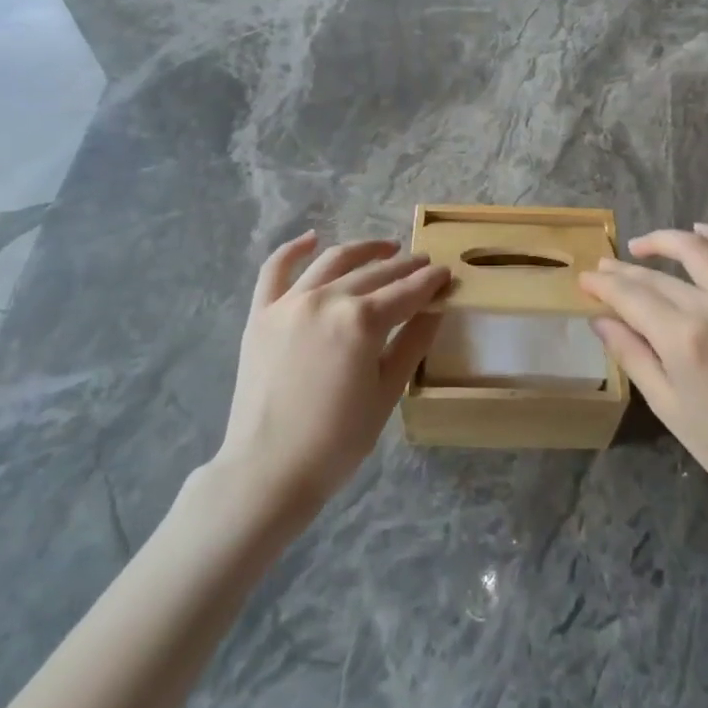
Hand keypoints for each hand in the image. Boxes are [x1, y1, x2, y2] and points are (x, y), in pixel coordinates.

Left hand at [217, 233, 447, 512]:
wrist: (269, 469)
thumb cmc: (338, 440)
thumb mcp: (387, 392)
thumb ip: (412, 343)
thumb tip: (435, 308)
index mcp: (361, 320)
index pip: (407, 292)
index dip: (431, 281)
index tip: (446, 273)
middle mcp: (326, 299)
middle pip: (374, 274)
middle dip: (404, 266)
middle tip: (424, 264)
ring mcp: (289, 302)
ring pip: (332, 261)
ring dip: (363, 250)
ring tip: (386, 248)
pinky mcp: (261, 313)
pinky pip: (275, 269)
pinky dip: (293, 249)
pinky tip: (311, 238)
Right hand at [578, 224, 707, 513]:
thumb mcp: (668, 407)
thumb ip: (632, 355)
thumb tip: (600, 319)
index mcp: (685, 340)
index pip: (632, 297)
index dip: (604, 285)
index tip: (584, 279)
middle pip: (659, 276)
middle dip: (624, 270)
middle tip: (602, 269)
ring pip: (700, 250)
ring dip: (666, 240)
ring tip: (641, 245)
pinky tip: (701, 231)